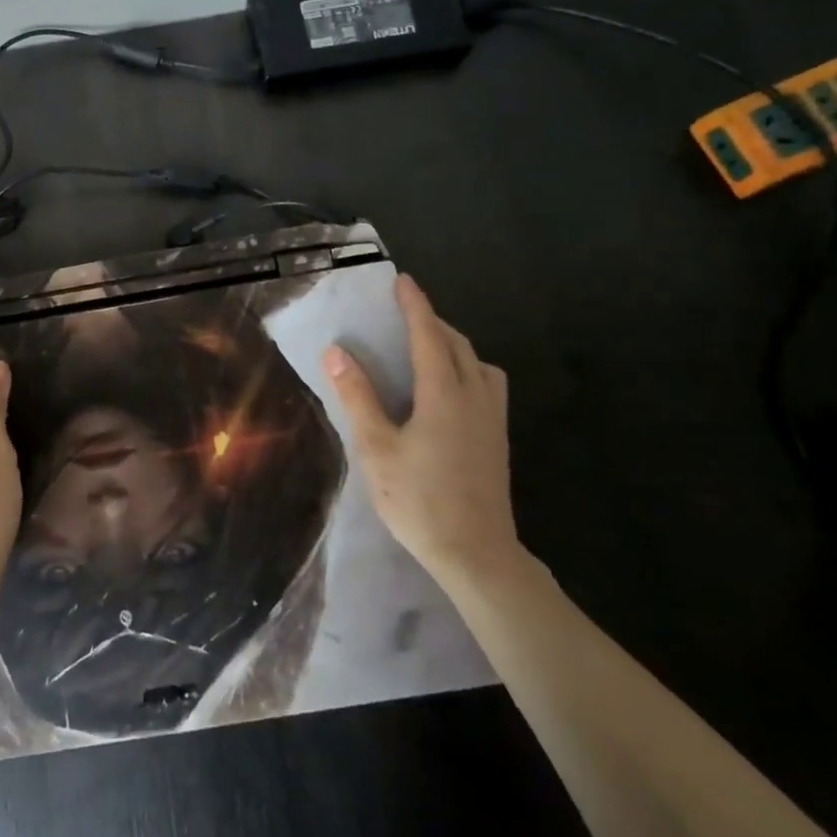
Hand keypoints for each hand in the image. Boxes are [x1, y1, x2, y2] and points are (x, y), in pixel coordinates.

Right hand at [323, 272, 520, 583]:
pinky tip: (449, 391)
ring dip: (454, 345)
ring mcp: (492, 419)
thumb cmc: (419, 501)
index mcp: (444, 394)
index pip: (428, 336)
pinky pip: (487, 384)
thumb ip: (358, 397)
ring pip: (478, 364)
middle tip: (405, 313)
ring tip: (428, 349)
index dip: (415, 306)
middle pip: (457, 344)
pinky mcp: (498, 439)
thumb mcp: (376, 449)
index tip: (403, 281)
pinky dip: (467, 369)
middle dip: (432, 322)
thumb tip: (337, 352)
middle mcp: (474, 397)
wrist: (477, 554)